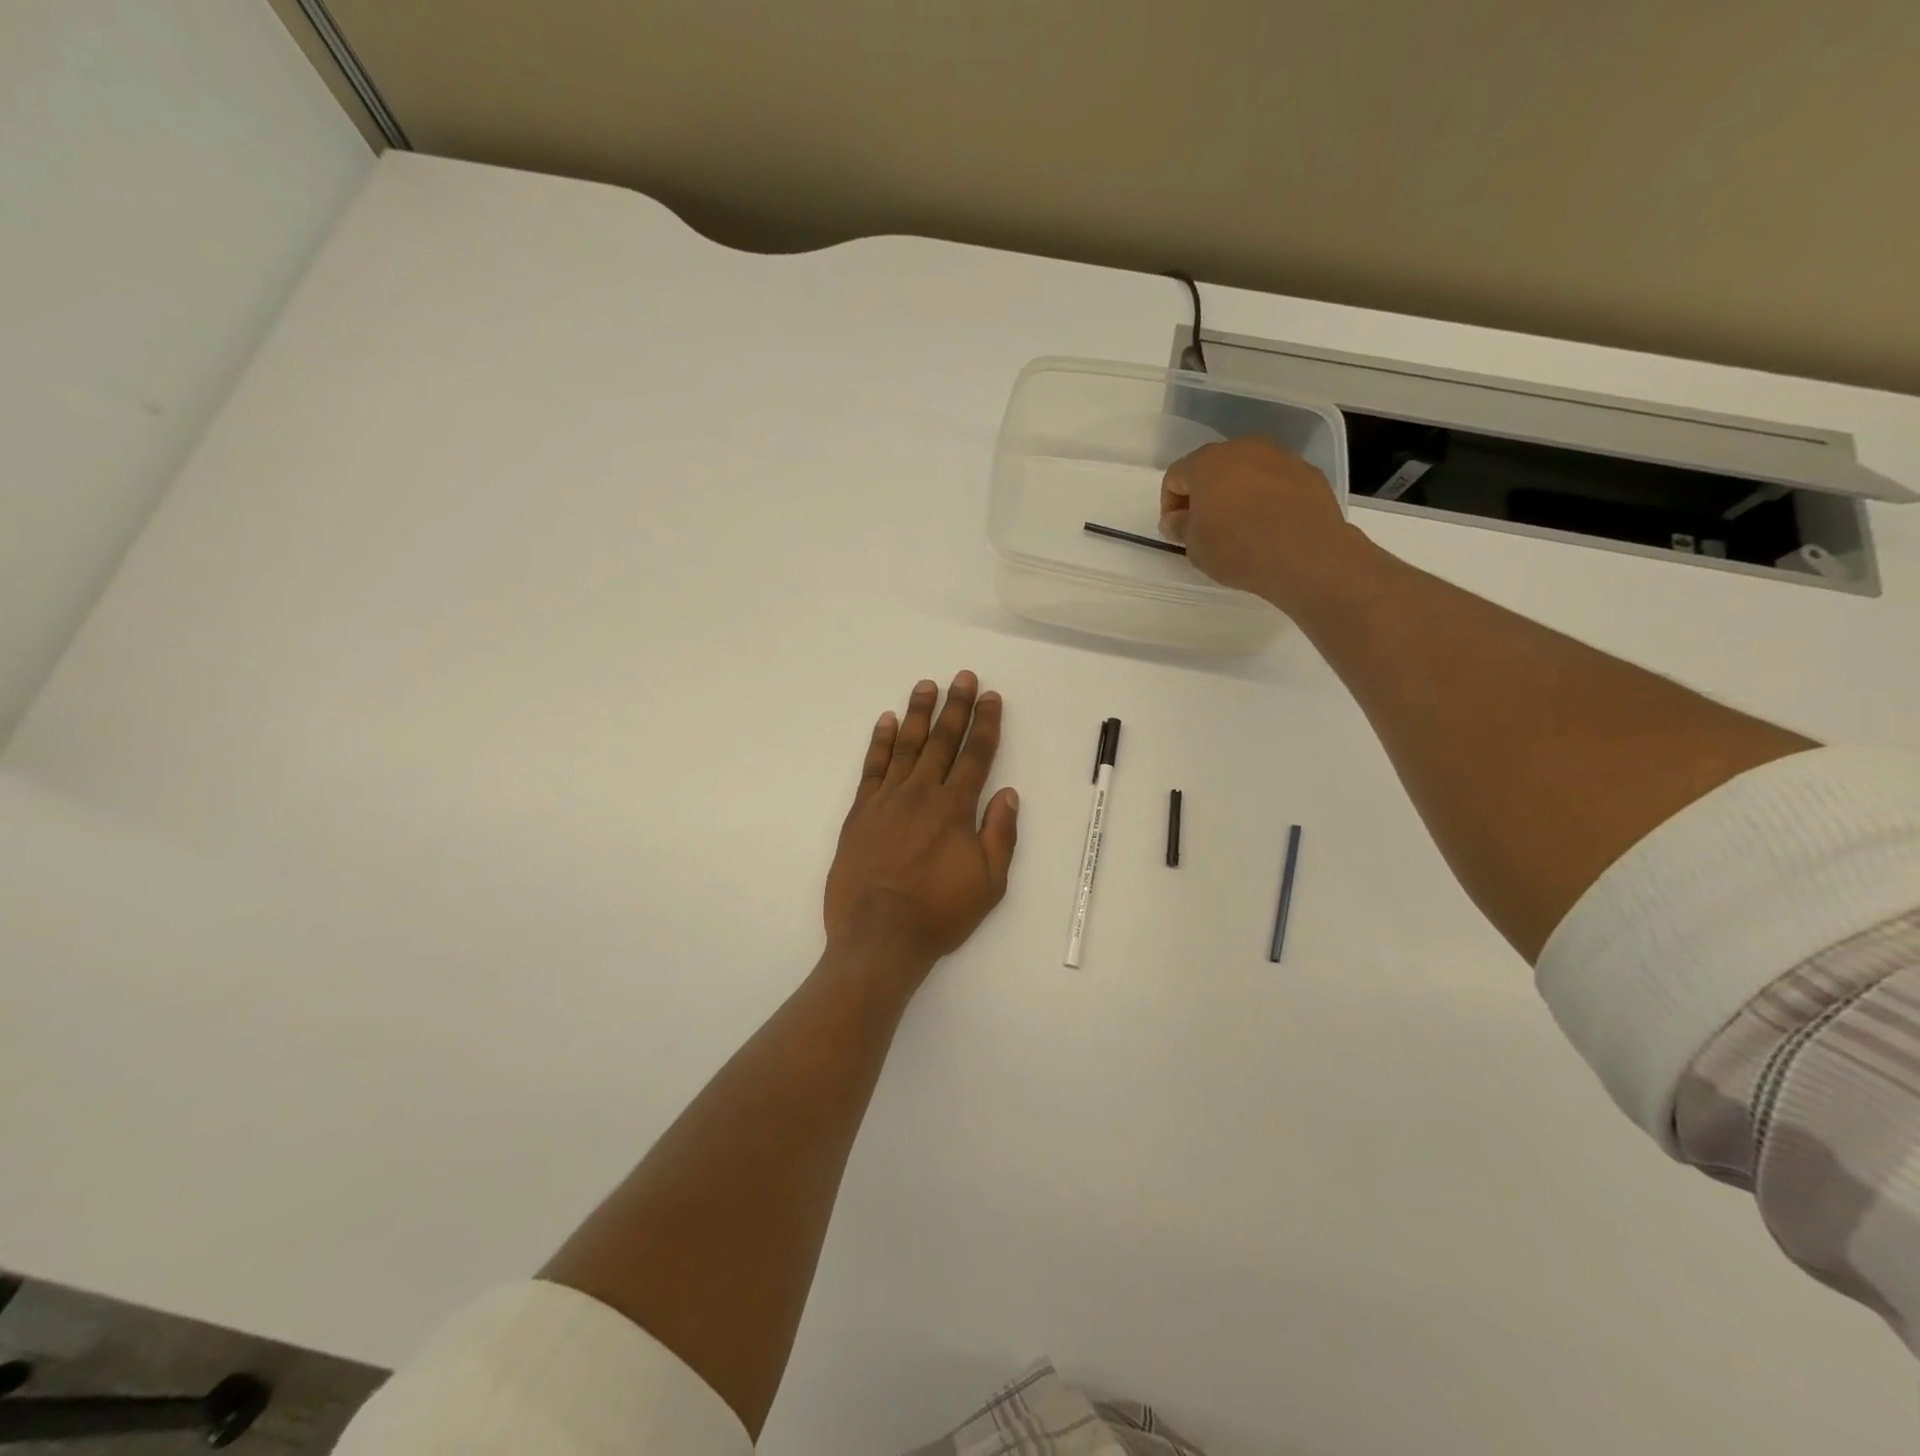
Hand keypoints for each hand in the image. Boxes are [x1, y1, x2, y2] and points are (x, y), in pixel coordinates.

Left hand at [823, 672, 1018, 976]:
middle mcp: (921, 794)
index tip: (991, 698)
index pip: (975, 755)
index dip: (985, 724)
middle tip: (964, 677)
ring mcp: (886, 800)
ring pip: (905, 745)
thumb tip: (1007, 793)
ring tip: (926, 685)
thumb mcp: (988, 883)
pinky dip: (879, 741)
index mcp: (955, 809)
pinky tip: (885, 721)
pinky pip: (871, 767)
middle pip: (942, 741)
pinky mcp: (860, 812)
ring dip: (918, 713)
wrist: (878, 937)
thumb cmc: (938, 913)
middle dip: (956, 706)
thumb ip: (1000, 834)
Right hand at [1160, 437, 1360, 606]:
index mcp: (1207, 463)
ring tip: (1241, 527)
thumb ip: (1180, 526)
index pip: (1175, 476)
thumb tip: (1177, 519)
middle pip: (1212, 468)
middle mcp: (1243, 449)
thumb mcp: (1194, 546)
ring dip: (1237, 494)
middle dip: (1205, 495)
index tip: (1177, 531)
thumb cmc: (1237, 548)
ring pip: (1247, 471)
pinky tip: (1270, 526)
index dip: (1169, 505)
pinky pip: (1276, 482)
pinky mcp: (1308, 472)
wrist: (1306, 555)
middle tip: (1206, 527)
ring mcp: (1280, 457)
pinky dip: (1267, 498)